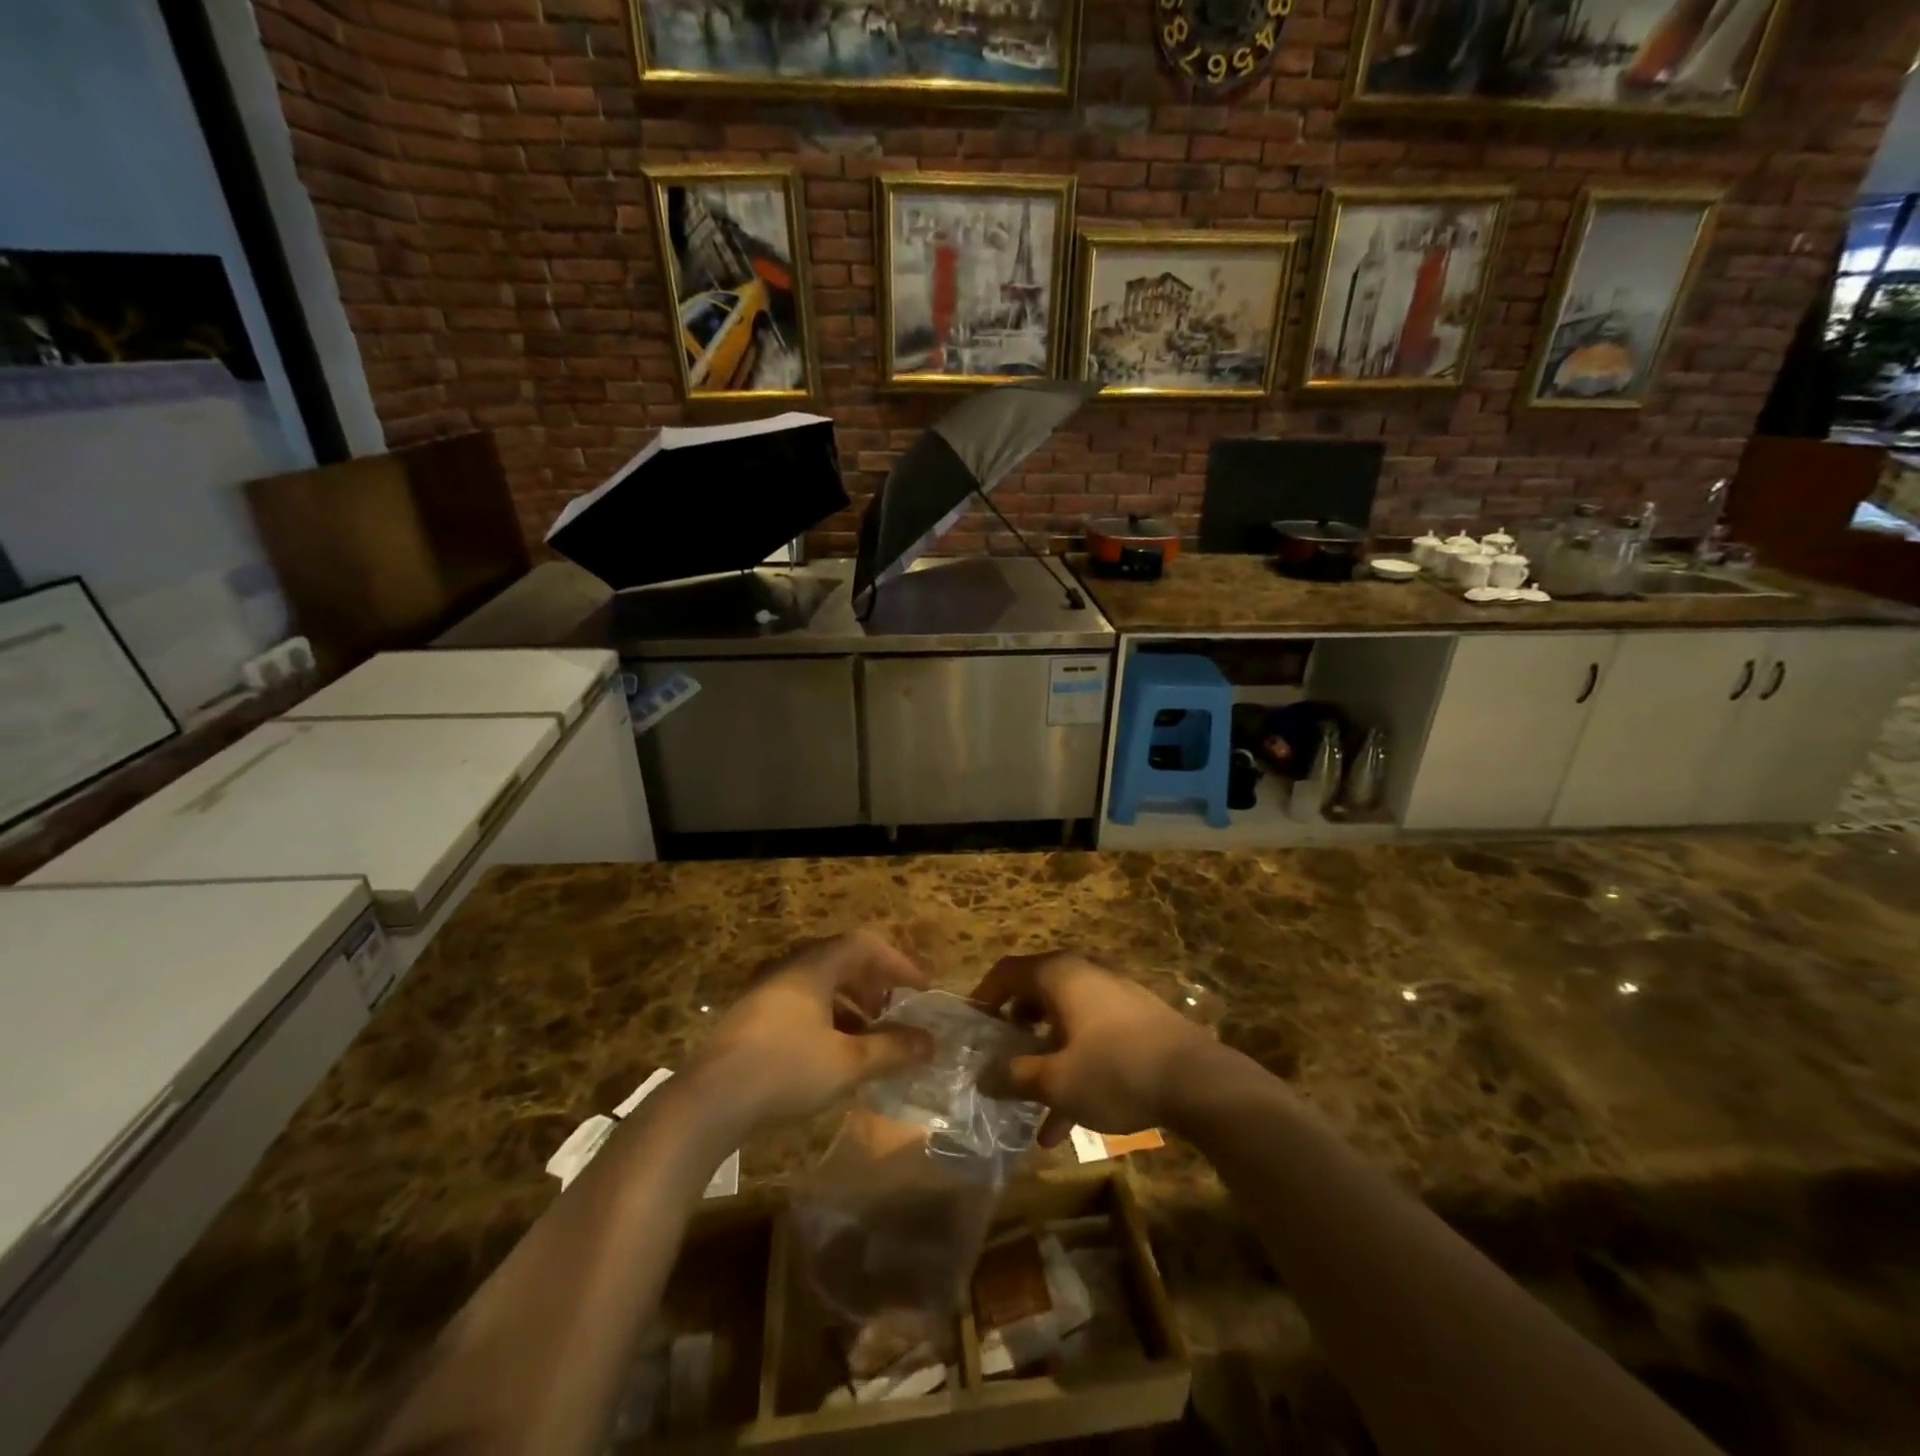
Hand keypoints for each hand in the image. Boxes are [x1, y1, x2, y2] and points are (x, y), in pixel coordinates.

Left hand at [689, 931, 934, 1133]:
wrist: (708, 1102)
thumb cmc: (785, 1070)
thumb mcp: (848, 1063)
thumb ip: (892, 1050)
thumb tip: (931, 1042)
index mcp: (813, 967)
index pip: (865, 945)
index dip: (898, 963)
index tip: (922, 989)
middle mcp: (789, 969)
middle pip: (841, 961)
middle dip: (874, 983)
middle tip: (895, 1009)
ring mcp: (765, 993)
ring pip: (820, 985)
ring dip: (851, 1004)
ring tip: (869, 1035)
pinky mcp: (751, 1019)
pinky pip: (800, 1005)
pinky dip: (827, 1019)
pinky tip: (833, 1053)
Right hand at [969, 951, 1216, 1147]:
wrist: (1198, 1081)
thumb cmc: (1115, 1070)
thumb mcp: (1056, 1081)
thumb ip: (1014, 1076)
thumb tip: (983, 1076)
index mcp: (1059, 975)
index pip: (1008, 971)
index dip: (984, 996)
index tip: (971, 1026)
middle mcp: (1085, 974)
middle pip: (1036, 995)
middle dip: (1015, 1032)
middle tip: (1000, 1060)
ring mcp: (1114, 996)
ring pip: (1065, 1023)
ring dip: (1046, 1062)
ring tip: (1033, 1112)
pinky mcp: (1136, 1020)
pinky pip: (1092, 1037)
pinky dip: (1075, 1067)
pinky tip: (1069, 1122)